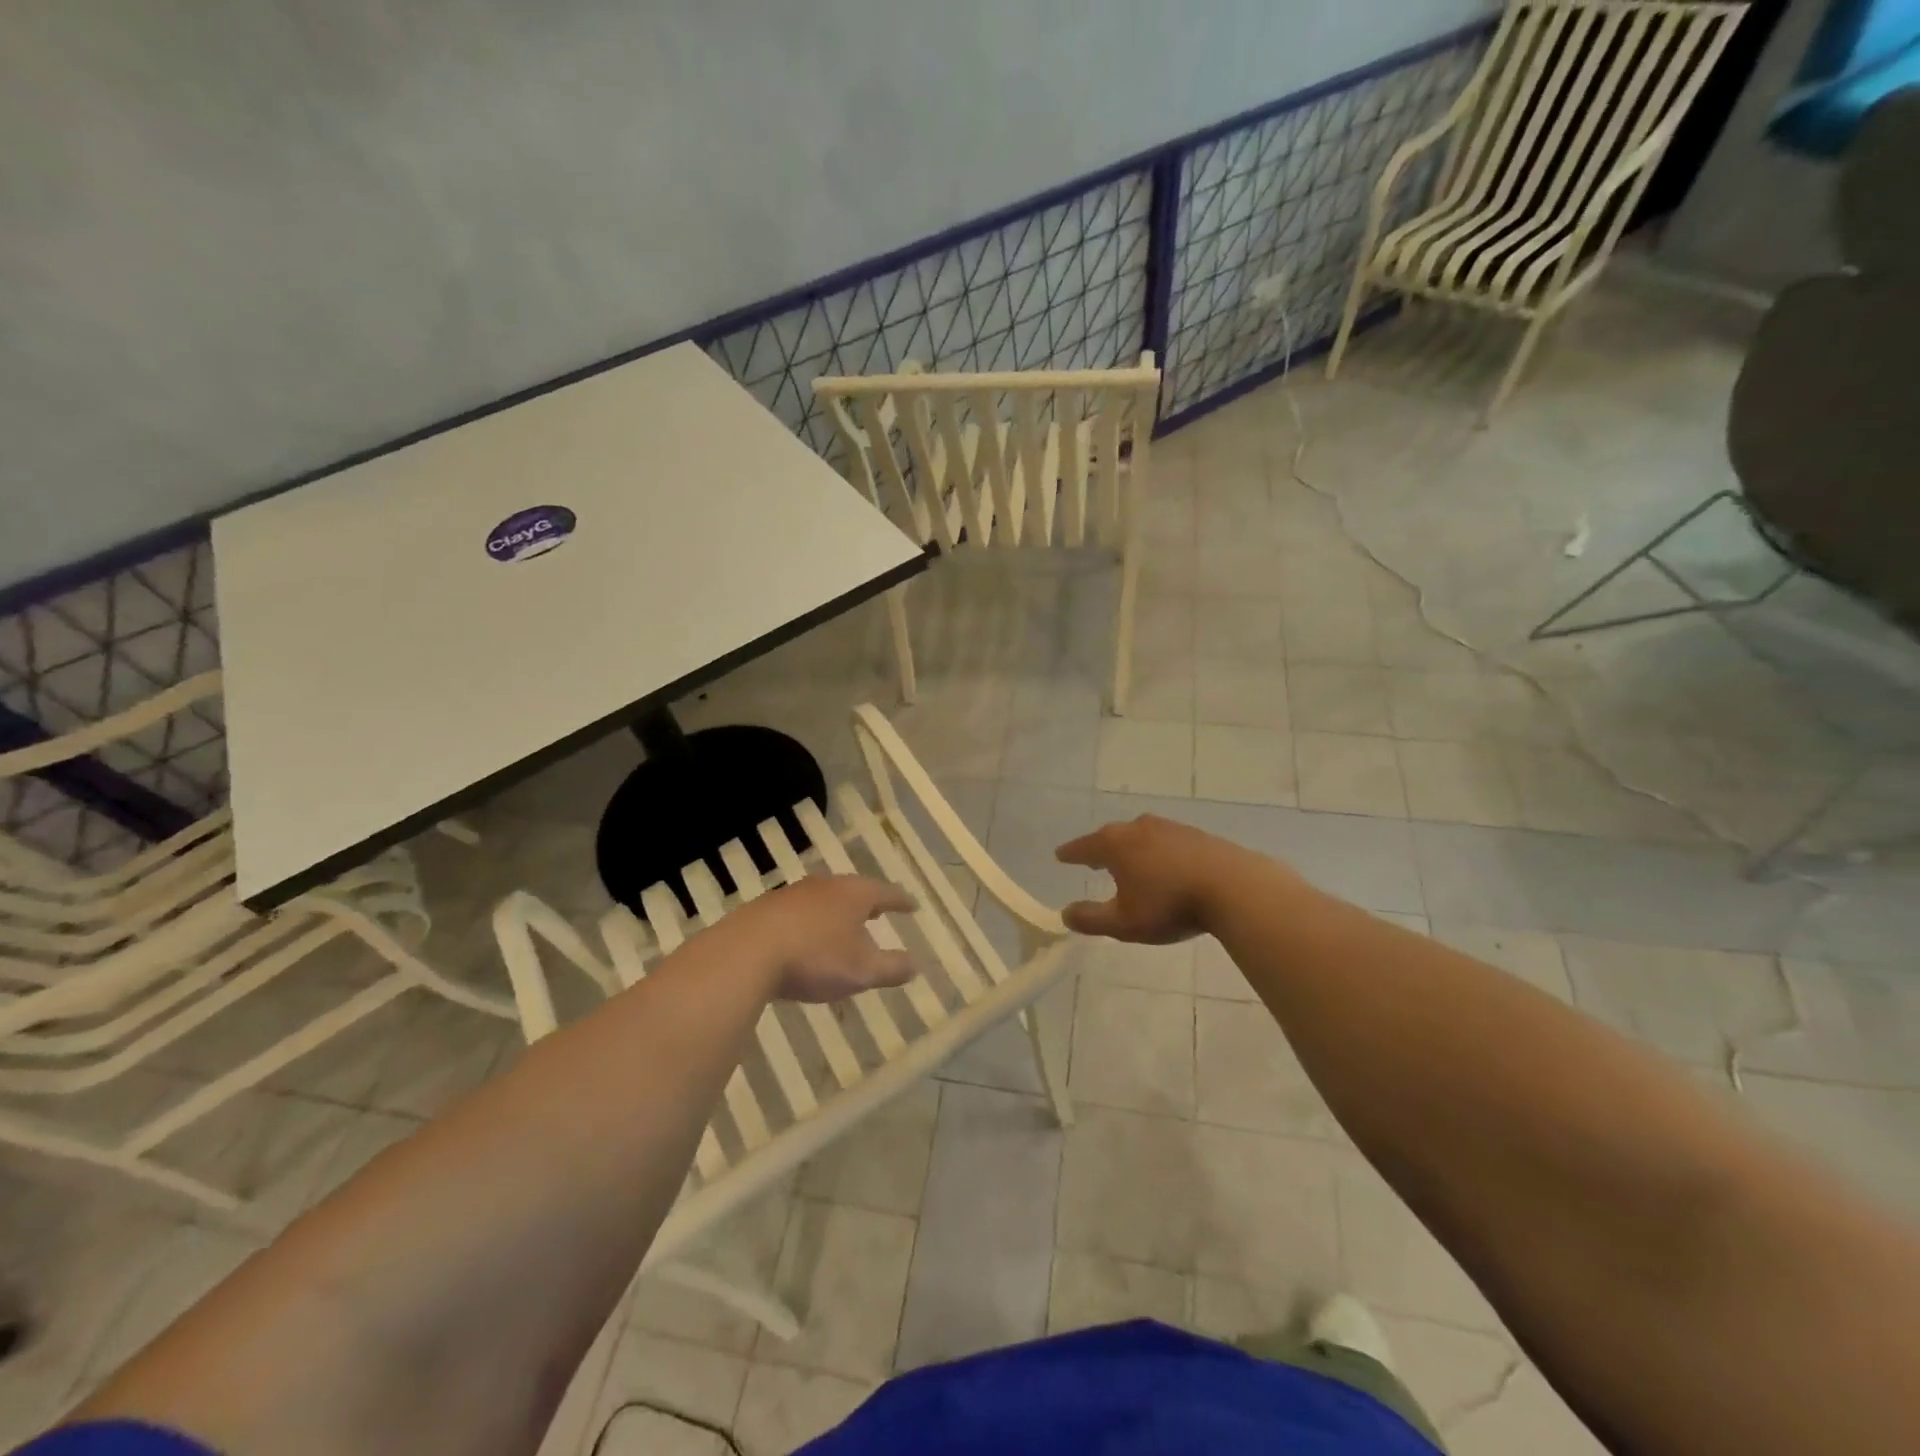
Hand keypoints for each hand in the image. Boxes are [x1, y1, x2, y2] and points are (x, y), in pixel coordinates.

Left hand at [740, 875, 916, 1002]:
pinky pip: (798, 912)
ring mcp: (792, 894)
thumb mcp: (862, 970)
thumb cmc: (814, 958)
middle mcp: (825, 886)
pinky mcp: (765, 908)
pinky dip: (809, 922)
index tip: (912, 906)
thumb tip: (915, 965)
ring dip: (836, 912)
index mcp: (854, 894)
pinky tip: (804, 939)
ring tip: (842, 926)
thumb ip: (892, 968)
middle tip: (878, 913)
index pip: (886, 893)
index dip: (901, 901)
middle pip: (853, 890)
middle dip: (867, 903)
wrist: (745, 953)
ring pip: (824, 899)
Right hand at [1055, 815, 1245, 942]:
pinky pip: (1165, 841)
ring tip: (1128, 863)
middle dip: (1100, 848)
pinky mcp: (1196, 835)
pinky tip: (1164, 866)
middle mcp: (1139, 828)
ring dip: (1131, 849)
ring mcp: (1170, 828)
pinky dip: (1156, 852)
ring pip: (1140, 836)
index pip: (1084, 847)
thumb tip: (1065, 913)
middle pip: (1112, 836)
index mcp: (1116, 844)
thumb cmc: (1170, 904)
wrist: (1233, 887)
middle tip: (1092, 860)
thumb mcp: (1124, 923)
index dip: (1071, 854)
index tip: (1060, 856)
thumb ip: (1091, 918)